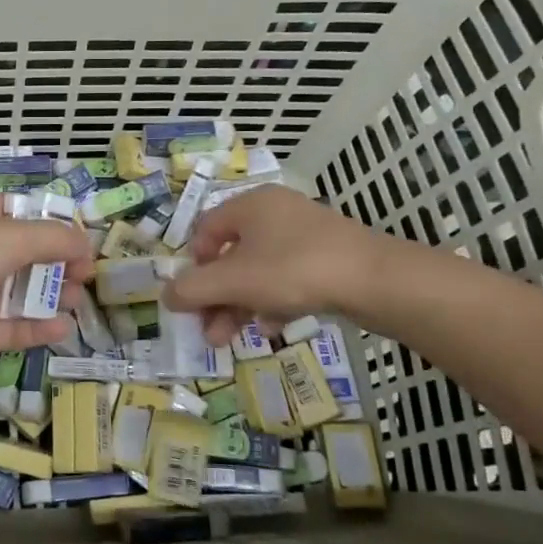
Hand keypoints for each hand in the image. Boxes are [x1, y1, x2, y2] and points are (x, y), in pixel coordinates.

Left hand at [0, 194, 93, 367]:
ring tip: (76, 298)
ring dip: (51, 295)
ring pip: (20, 293)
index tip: (79, 240)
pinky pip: (12, 329)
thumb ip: (53, 239)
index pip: (19, 214)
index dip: (50, 224)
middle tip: (84, 275)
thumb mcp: (11, 234)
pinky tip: (63, 328)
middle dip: (57, 263)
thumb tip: (86, 245)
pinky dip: (37, 329)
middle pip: (25, 256)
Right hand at [164, 185, 393, 341]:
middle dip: (215, 296)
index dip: (193, 266)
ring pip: (258, 271)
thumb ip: (193, 289)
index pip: (205, 231)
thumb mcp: (234, 281)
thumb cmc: (294, 270)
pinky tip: (270, 328)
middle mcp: (275, 212)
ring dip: (239, 305)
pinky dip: (271, 302)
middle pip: (230, 256)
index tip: (193, 298)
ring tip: (230, 339)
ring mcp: (305, 235)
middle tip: (208, 331)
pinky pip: (286, 278)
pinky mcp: (328, 258)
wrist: (376, 281)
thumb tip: (166, 296)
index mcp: (249, 205)